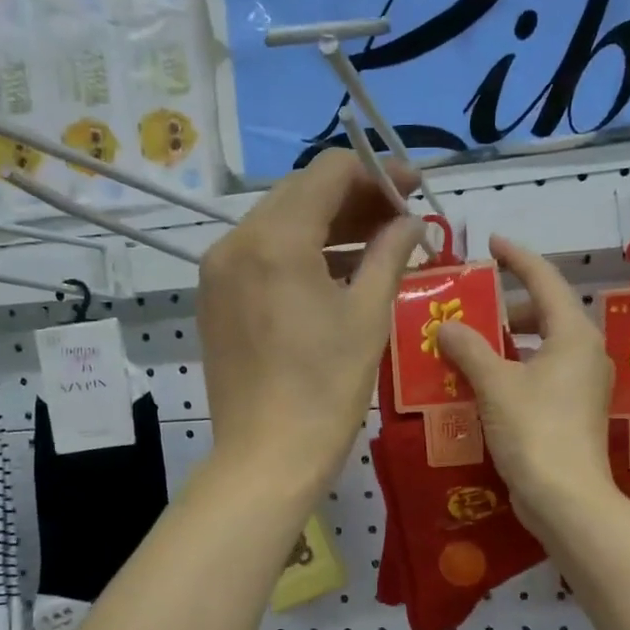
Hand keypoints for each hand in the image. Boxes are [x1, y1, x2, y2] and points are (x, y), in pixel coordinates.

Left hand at [199, 148, 423, 497]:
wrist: (267, 457)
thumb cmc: (326, 389)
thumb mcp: (368, 316)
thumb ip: (389, 254)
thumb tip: (409, 222)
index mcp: (275, 239)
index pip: (328, 172)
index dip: (377, 172)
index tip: (414, 189)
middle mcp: (236, 242)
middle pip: (300, 193)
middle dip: (354, 197)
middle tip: (399, 218)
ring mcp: (218, 271)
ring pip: (279, 223)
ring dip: (327, 224)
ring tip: (375, 244)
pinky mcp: (215, 298)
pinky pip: (261, 255)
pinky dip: (299, 252)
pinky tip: (334, 272)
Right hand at [436, 236, 615, 535]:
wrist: (566, 498)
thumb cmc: (534, 430)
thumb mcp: (495, 384)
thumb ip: (469, 348)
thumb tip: (447, 326)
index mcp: (574, 335)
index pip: (545, 280)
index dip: (517, 257)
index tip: (491, 242)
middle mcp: (585, 353)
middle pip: (547, 313)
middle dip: (510, 306)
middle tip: (473, 304)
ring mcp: (583, 385)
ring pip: (543, 347)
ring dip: (509, 341)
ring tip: (471, 342)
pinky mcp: (574, 412)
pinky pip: (541, 374)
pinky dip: (514, 369)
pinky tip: (484, 382)